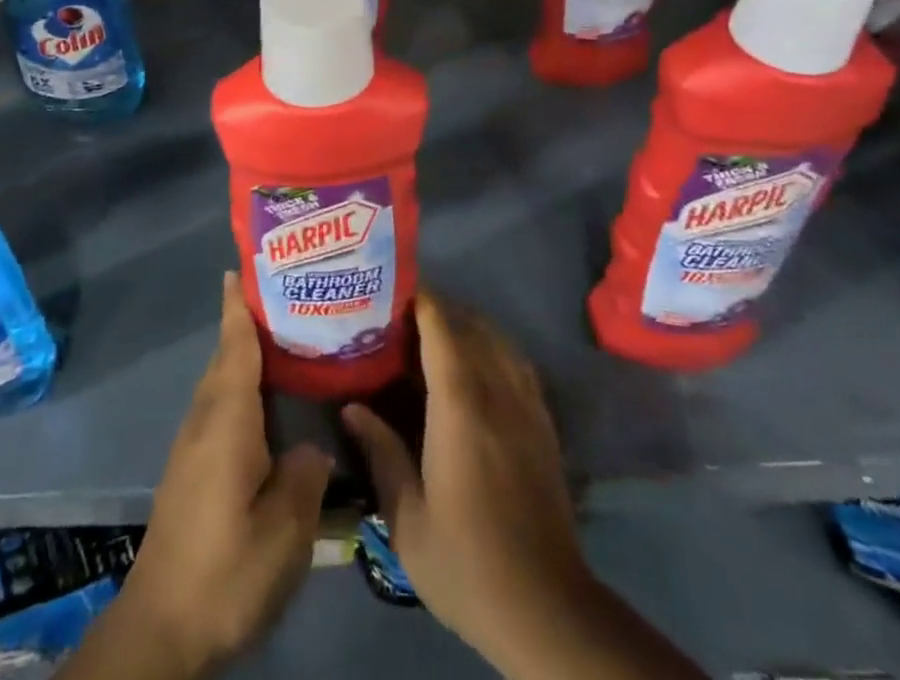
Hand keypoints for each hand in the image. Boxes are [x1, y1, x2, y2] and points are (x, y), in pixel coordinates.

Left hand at [101, 270, 332, 678]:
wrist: (161, 627)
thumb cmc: (226, 568)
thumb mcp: (284, 528)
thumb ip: (305, 474)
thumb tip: (312, 446)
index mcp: (227, 419)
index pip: (234, 346)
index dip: (239, 306)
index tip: (243, 266)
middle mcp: (205, 420)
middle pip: (226, 358)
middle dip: (248, 324)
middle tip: (289, 300)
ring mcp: (192, 446)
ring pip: (221, 384)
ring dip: (244, 357)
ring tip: (287, 345)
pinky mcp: (190, 470)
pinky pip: (219, 409)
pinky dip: (241, 390)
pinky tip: (269, 409)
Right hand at [341, 291, 593, 670]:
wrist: (547, 609)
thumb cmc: (467, 563)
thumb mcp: (408, 520)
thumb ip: (381, 454)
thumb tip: (352, 408)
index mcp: (460, 407)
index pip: (441, 329)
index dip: (419, 301)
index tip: (391, 290)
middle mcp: (497, 392)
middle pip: (470, 325)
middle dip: (438, 309)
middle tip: (402, 316)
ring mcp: (526, 406)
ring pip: (498, 339)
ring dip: (468, 324)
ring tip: (435, 334)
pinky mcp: (544, 424)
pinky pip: (518, 363)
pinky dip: (494, 347)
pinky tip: (476, 365)